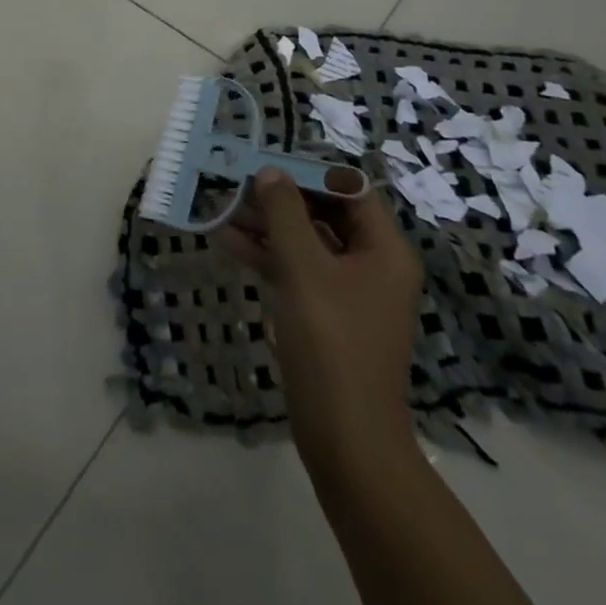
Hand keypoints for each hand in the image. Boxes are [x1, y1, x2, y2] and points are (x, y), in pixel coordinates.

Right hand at [214, 171, 424, 484]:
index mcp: (384, 249)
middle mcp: (371, 264)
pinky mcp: (325, 314)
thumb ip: (285, 215)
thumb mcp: (305, 270)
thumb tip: (270, 172)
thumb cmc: (332, 344)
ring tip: (221, 207)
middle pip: (324, 213)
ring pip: (304, 241)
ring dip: (265, 225)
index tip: (267, 163)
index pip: (348, 189)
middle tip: (236, 183)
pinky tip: (226, 241)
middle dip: (279, 198)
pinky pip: (295, 270)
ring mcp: (347, 291)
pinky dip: (265, 255)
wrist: (346, 441)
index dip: (308, 172)